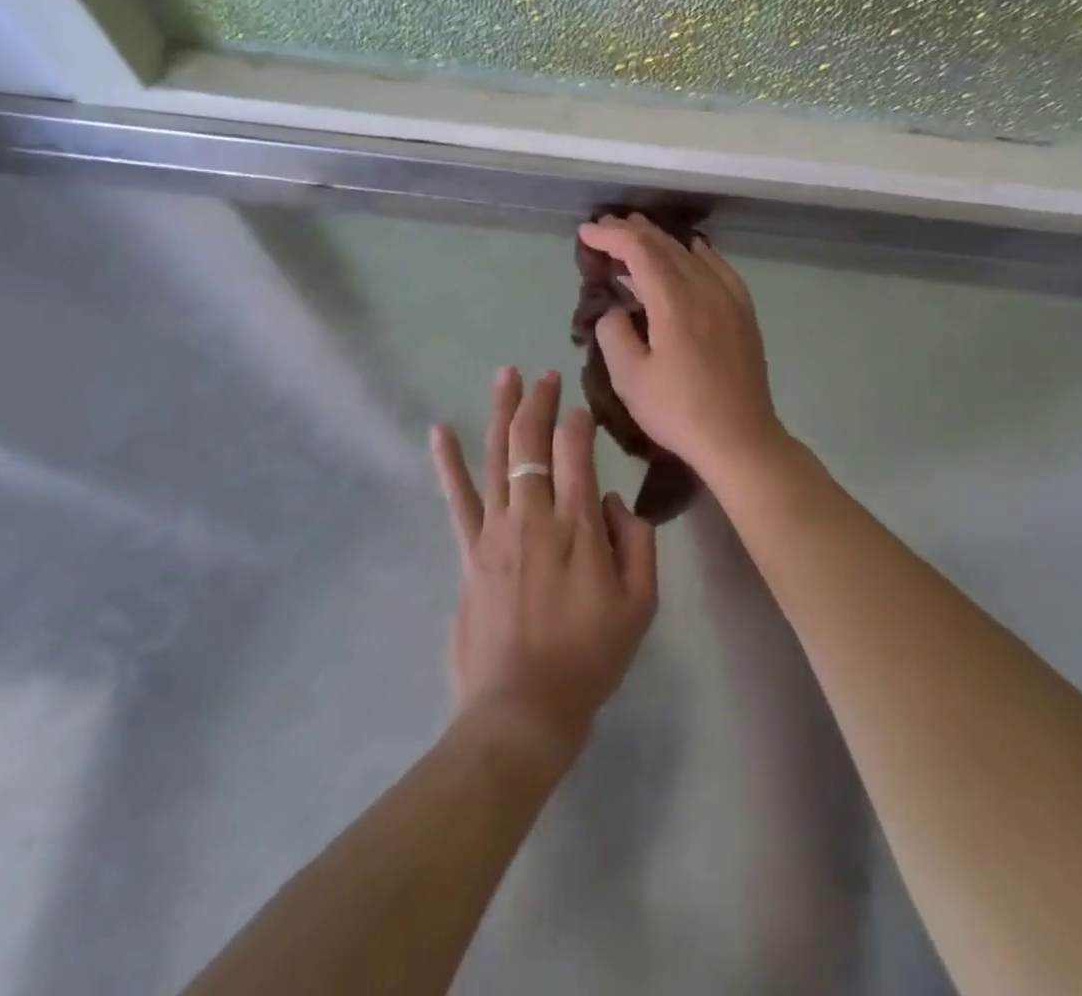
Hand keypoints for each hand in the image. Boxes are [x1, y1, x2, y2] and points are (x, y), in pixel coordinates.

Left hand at [430, 367, 658, 763]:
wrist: (524, 706)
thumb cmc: (590, 656)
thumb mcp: (641, 604)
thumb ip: (637, 542)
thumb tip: (612, 500)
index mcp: (579, 525)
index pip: (576, 450)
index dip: (579, 420)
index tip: (583, 409)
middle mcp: (534, 514)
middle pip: (532, 441)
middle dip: (540, 401)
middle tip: (546, 374)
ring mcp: (495, 529)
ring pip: (497, 455)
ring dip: (501, 411)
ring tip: (505, 375)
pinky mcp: (469, 550)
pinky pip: (458, 498)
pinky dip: (448, 462)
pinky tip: (440, 431)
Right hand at [576, 214, 787, 480]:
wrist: (740, 438)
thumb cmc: (679, 411)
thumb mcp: (630, 377)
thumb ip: (613, 332)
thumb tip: (613, 308)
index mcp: (674, 300)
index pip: (639, 250)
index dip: (610, 236)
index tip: (586, 233)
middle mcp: (704, 288)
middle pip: (666, 245)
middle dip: (632, 232)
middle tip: (605, 228)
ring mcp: (729, 298)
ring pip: (691, 253)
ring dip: (661, 241)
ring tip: (637, 234)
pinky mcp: (743, 312)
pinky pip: (718, 268)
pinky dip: (697, 254)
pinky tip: (692, 252)